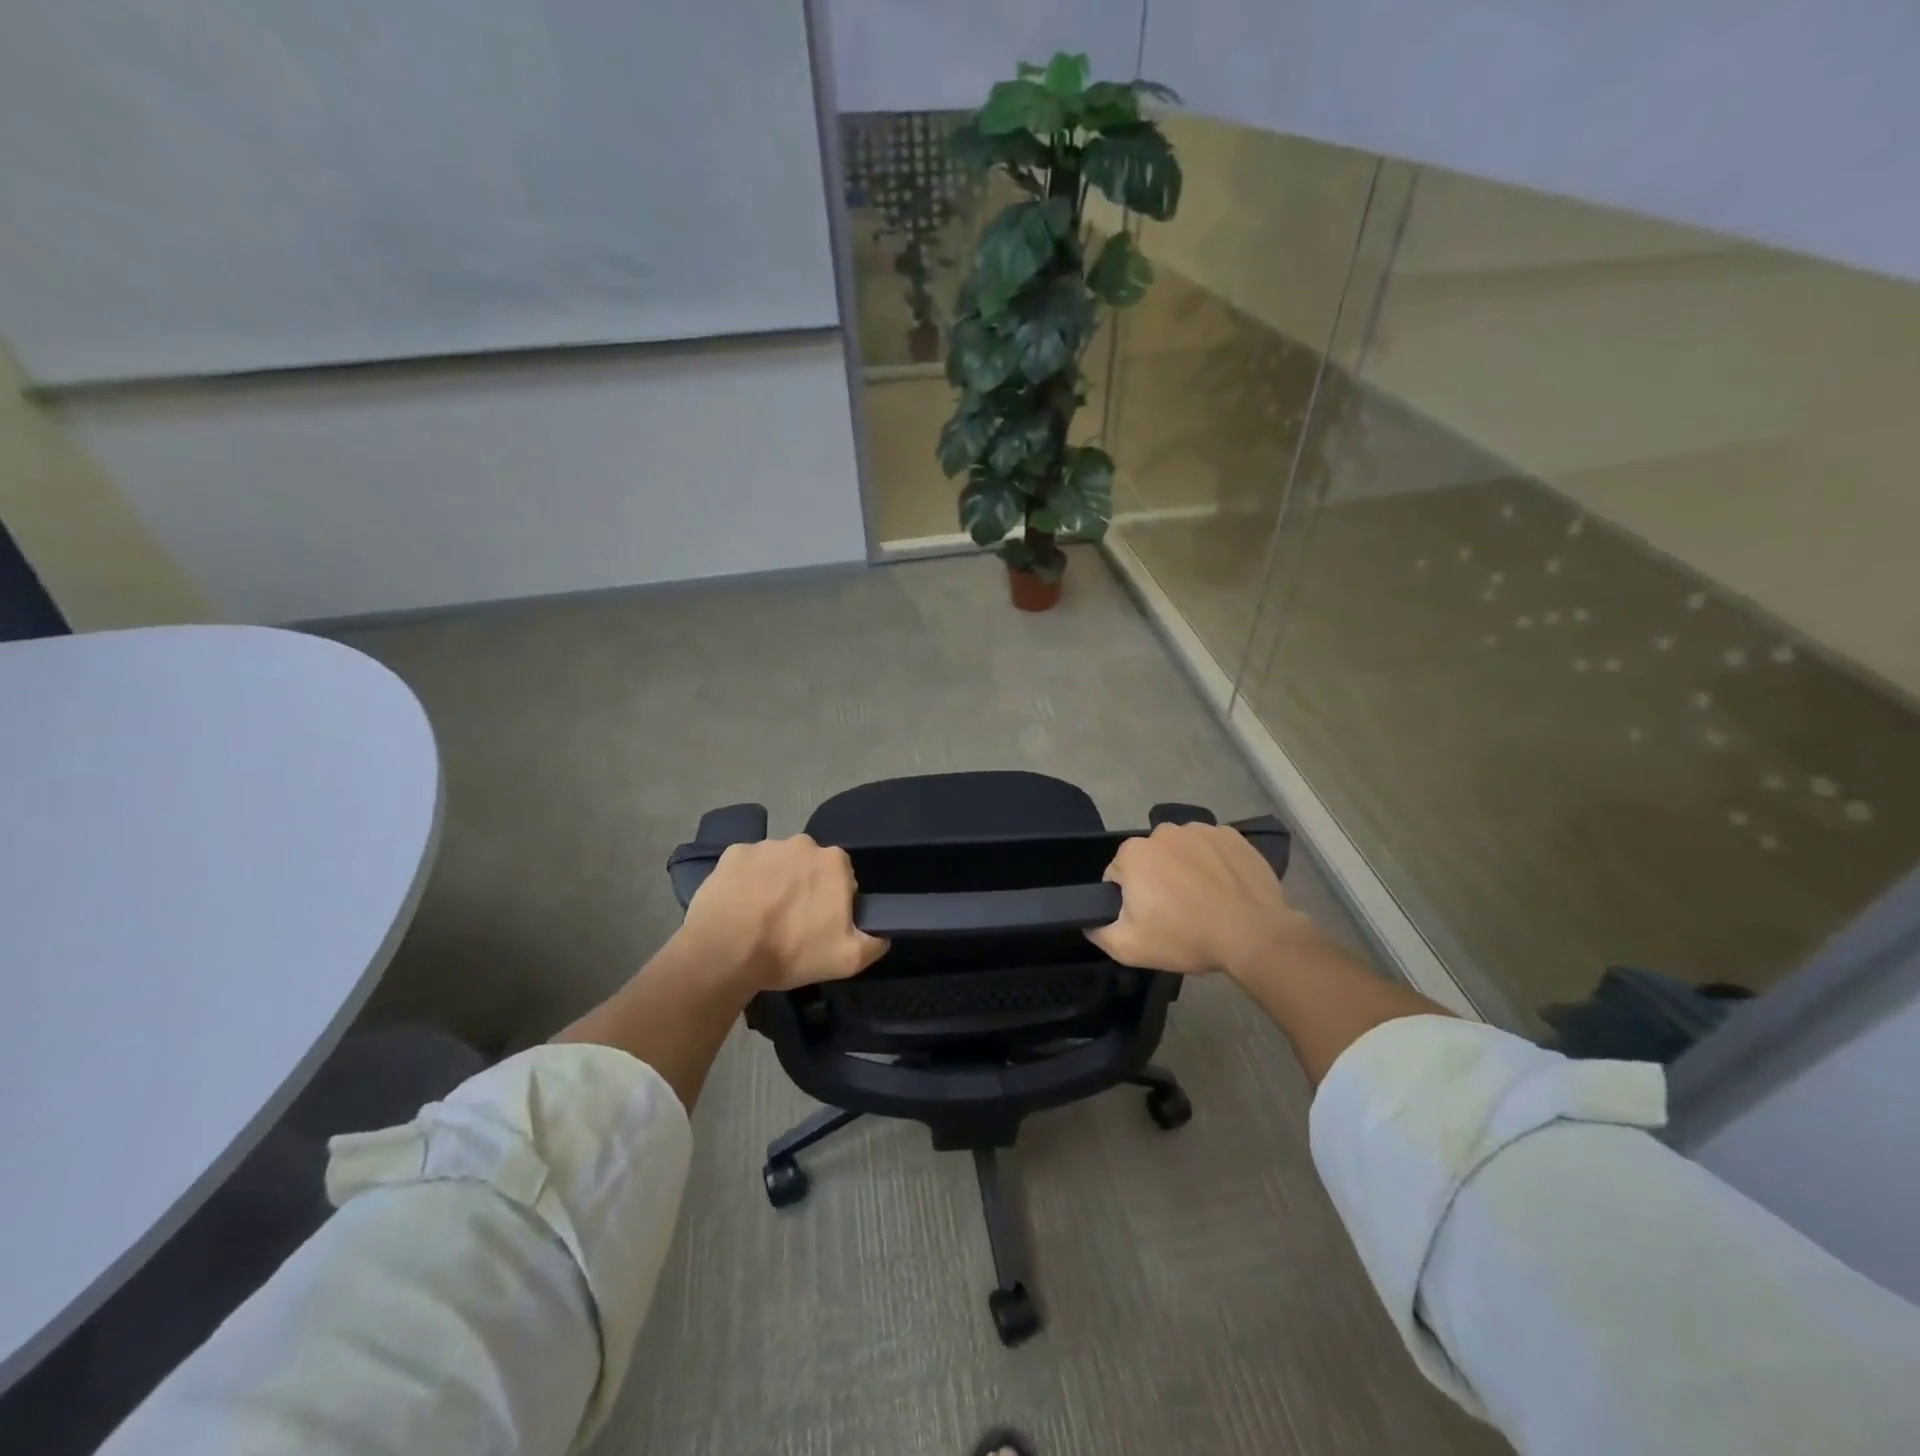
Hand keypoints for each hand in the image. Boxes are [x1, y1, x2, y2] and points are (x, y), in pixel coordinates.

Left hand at [678, 835, 888, 991]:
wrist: (724, 953)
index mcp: (834, 862)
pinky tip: (738, 908)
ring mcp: (765, 846)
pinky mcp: (732, 854)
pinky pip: (747, 866)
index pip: (843, 878)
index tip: (820, 925)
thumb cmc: (790, 951)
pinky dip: (746, 882)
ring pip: (778, 864)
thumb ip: (874, 942)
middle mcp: (803, 843)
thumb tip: (883, 933)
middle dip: (805, 888)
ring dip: (775, 883)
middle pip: (810, 867)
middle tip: (791, 923)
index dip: (834, 902)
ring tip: (760, 918)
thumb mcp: (847, 959)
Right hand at [1086, 822, 1307, 976]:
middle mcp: (1162, 831)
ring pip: (1181, 851)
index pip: (1117, 875)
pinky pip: (1212, 848)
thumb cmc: (1186, 937)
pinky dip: (1214, 863)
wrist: (1253, 934)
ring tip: (1204, 902)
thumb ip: (1098, 932)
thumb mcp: (1129, 948)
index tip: (1149, 919)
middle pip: (1150, 859)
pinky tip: (1225, 889)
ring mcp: (1200, 830)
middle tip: (1176, 913)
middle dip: (1156, 881)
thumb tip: (1090, 921)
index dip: (1129, 900)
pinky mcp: (1231, 836)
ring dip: (1185, 870)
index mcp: (1133, 853)